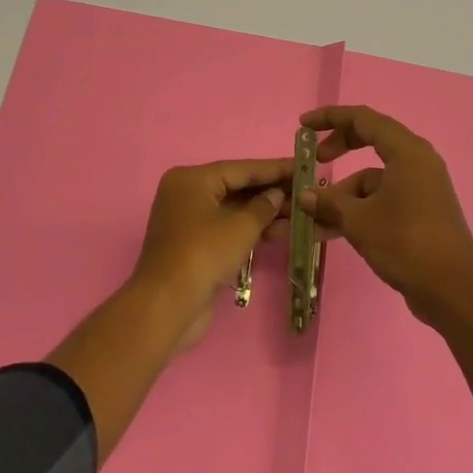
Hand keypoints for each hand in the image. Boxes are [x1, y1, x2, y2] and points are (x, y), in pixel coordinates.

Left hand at [132, 158, 290, 352]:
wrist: (167, 306)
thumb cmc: (203, 255)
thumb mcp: (240, 228)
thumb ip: (263, 207)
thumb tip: (277, 195)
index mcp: (192, 179)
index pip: (241, 168)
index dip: (275, 169)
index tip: (302, 166)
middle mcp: (187, 193)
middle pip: (236, 187)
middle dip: (271, 192)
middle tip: (305, 191)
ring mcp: (188, 220)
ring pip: (233, 209)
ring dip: (264, 213)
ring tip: (299, 214)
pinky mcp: (193, 244)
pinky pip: (226, 228)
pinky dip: (249, 229)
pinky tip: (278, 231)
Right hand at [300, 106, 472, 326]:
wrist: (453, 290)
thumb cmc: (405, 242)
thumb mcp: (358, 220)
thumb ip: (329, 202)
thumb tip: (305, 197)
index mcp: (406, 150)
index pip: (363, 118)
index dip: (331, 118)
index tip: (304, 126)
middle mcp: (417, 161)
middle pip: (371, 141)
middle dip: (339, 149)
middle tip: (315, 161)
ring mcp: (422, 186)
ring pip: (375, 177)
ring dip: (346, 192)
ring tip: (317, 216)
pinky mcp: (422, 211)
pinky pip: (384, 197)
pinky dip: (361, 208)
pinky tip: (336, 231)